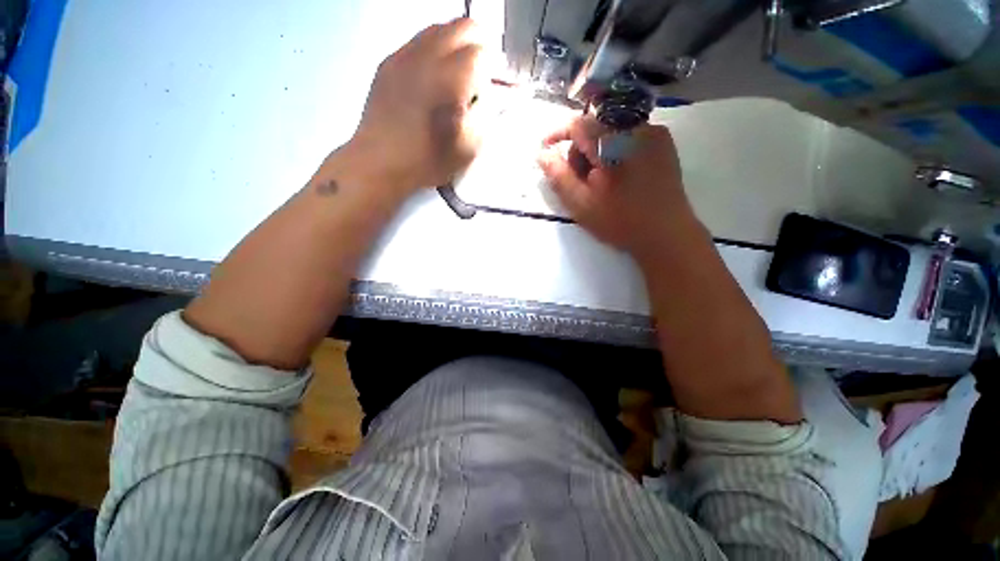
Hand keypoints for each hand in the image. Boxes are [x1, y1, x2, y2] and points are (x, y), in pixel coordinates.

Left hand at [347, 18, 485, 194]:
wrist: (380, 161)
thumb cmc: (428, 160)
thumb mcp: (469, 147)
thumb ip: (488, 116)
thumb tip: (499, 95)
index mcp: (450, 80)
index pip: (483, 53)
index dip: (494, 71)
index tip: (494, 89)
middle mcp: (428, 56)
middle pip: (464, 27)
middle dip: (480, 48)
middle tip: (479, 77)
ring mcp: (404, 55)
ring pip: (440, 28)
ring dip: (457, 46)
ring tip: (456, 76)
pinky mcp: (389, 61)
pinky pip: (418, 40)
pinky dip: (434, 51)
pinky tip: (432, 77)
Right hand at [537, 116, 700, 259]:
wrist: (666, 233)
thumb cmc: (620, 222)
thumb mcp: (581, 204)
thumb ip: (559, 177)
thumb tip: (542, 154)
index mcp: (613, 145)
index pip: (578, 124)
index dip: (558, 135)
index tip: (546, 149)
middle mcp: (635, 129)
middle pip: (594, 127)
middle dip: (581, 150)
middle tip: (580, 181)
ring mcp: (653, 133)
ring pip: (611, 132)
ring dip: (598, 152)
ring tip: (601, 182)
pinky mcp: (663, 142)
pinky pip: (629, 137)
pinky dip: (616, 151)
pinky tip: (619, 176)